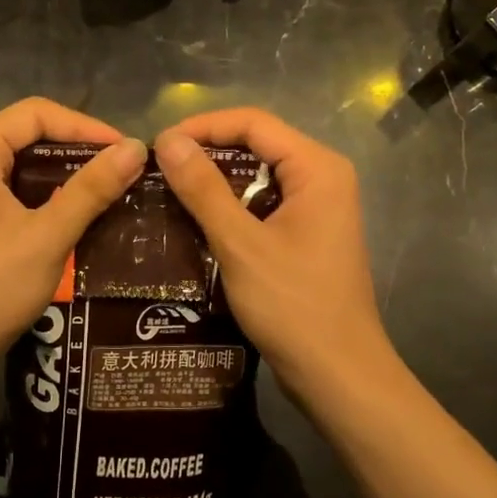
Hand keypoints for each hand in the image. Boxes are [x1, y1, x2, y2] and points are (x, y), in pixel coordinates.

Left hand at [0, 98, 146, 377]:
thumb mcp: (49, 235)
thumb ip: (92, 189)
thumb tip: (136, 148)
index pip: (37, 114)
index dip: (86, 127)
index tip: (126, 151)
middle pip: (29, 133)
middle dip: (77, 148)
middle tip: (122, 169)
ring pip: (23, 160)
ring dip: (65, 171)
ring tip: (109, 187)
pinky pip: (14, 184)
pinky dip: (47, 191)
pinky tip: (78, 209)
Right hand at [154, 109, 392, 402]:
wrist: (338, 375)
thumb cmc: (293, 306)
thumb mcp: (241, 244)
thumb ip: (204, 189)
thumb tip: (167, 140)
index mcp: (317, 168)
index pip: (253, 122)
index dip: (203, 126)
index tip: (159, 145)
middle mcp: (322, 177)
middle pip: (257, 144)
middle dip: (207, 152)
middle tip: (158, 169)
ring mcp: (317, 207)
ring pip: (258, 175)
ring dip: (215, 181)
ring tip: (167, 191)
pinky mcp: (306, 234)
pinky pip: (263, 203)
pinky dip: (230, 206)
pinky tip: (194, 221)